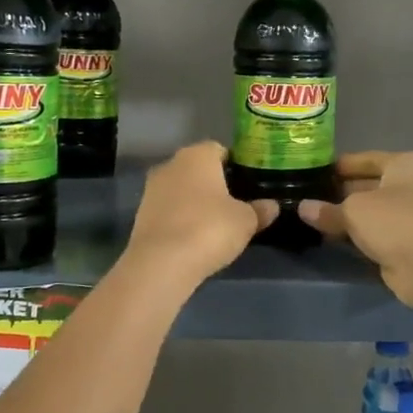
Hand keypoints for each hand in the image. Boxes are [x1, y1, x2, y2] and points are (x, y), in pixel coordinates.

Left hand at [124, 141, 275, 286]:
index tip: (248, 185)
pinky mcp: (141, 214)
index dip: (236, 165)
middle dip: (214, 183)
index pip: (220, 149)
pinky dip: (181, 218)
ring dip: (195, 202)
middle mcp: (171, 164)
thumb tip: (271, 206)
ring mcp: (151, 189)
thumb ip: (260, 210)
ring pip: (181, 189)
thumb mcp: (246, 221)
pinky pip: (169, 210)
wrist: (161, 263)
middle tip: (235, 205)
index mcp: (197, 155)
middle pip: (198, 169)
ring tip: (215, 224)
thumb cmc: (210, 229)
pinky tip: (194, 237)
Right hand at [298, 151, 412, 308]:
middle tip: (305, 197)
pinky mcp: (407, 242)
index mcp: (404, 164)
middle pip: (366, 184)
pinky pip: (374, 233)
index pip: (364, 159)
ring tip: (310, 217)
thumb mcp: (354, 211)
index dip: (337, 166)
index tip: (310, 172)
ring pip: (369, 211)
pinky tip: (329, 237)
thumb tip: (302, 208)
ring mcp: (411, 214)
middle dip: (338, 193)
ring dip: (345, 216)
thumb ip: (327, 209)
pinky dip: (356, 235)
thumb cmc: (396, 222)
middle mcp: (411, 185)